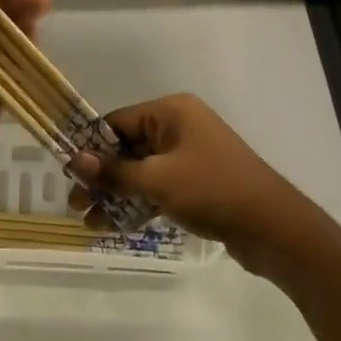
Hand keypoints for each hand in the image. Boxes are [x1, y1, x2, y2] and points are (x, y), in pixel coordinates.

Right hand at [70, 93, 315, 274]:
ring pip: (141, 171)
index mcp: (171, 112)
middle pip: (127, 147)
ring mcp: (189, 155)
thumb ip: (115, 172)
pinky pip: (157, 187)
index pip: (118, 122)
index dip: (91, 147)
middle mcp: (179, 127)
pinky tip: (116, 226)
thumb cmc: (212, 190)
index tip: (68, 173)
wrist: (272, 227)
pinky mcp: (197, 183)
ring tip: (91, 222)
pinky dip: (138, 203)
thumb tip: (75, 160)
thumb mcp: (157, 180)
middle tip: (76, 203)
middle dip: (102, 176)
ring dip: (116, 195)